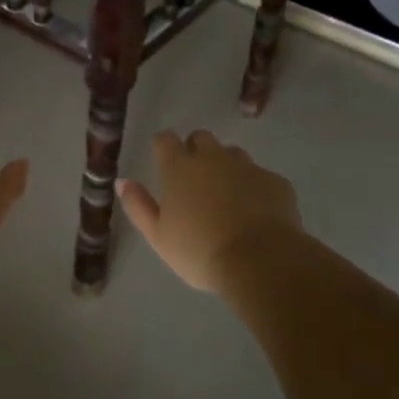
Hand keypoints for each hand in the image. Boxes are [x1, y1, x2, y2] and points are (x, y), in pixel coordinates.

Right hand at [118, 129, 300, 292]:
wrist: (261, 261)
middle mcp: (212, 158)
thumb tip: (123, 181)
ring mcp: (247, 167)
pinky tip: (256, 212)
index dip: (163, 145)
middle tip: (195, 180)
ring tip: (227, 196)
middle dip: (196, 150)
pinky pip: (261, 176)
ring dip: (226, 166)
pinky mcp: (275, 181)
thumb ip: (138, 205)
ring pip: (233, 153)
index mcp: (179, 168)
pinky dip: (255, 188)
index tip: (163, 158)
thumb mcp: (158, 236)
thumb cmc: (200, 251)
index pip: (165, 139)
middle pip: (201, 138)